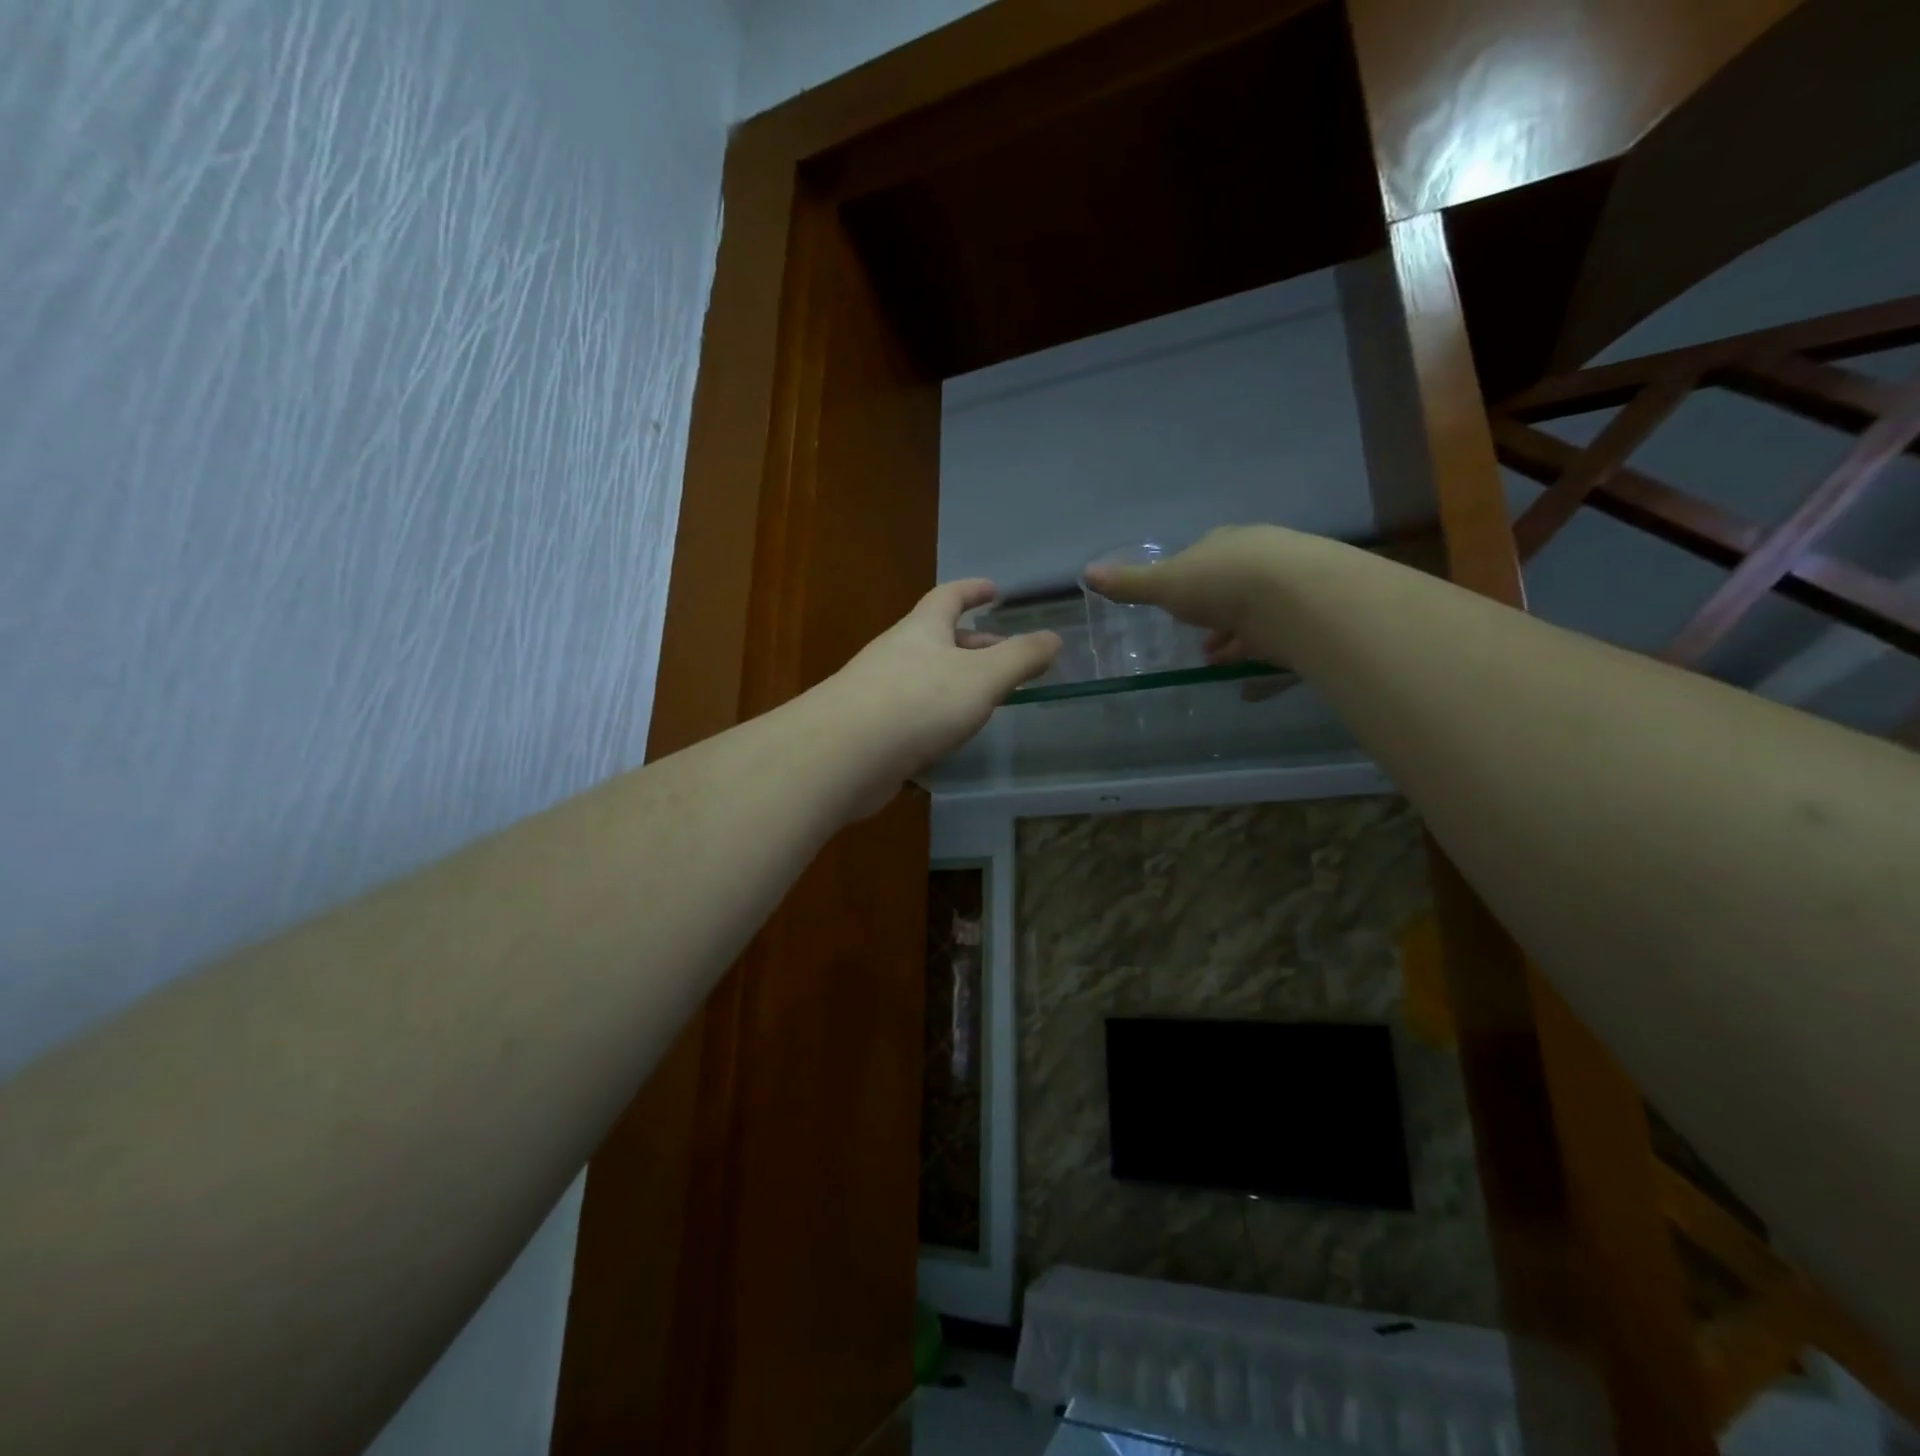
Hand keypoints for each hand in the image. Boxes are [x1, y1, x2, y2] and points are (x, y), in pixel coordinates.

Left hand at [823, 580, 1060, 812]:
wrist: (843, 755)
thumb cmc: (919, 702)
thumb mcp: (982, 676)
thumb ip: (1021, 657)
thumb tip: (1053, 638)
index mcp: (921, 630)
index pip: (949, 596)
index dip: (973, 590)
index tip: (995, 590)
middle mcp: (896, 653)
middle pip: (938, 639)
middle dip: (974, 643)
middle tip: (1006, 655)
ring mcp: (878, 692)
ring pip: (925, 678)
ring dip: (956, 682)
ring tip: (985, 698)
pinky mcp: (870, 730)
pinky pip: (911, 713)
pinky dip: (936, 716)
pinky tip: (949, 736)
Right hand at [1084, 525, 1301, 666]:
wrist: (1296, 598)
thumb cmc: (1222, 583)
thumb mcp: (1167, 584)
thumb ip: (1130, 584)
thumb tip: (1087, 572)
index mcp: (1226, 544)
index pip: (1205, 557)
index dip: (1190, 581)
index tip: (1179, 606)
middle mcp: (1261, 559)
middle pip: (1233, 587)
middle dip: (1216, 614)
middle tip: (1200, 643)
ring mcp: (1290, 589)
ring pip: (1258, 616)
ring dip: (1236, 641)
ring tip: (1218, 664)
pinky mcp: (1309, 620)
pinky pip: (1279, 643)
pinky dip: (1261, 662)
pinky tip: (1248, 685)